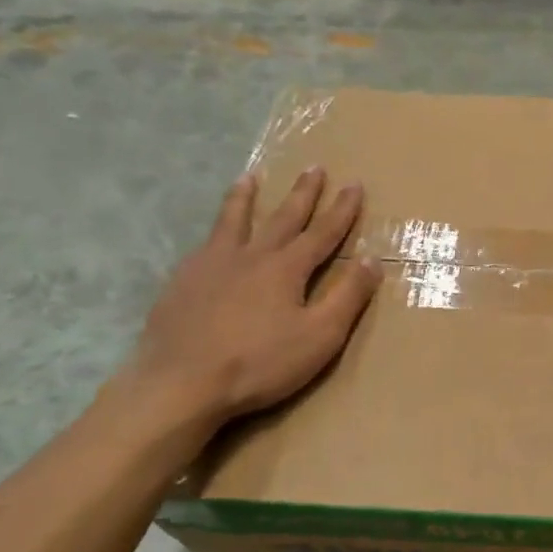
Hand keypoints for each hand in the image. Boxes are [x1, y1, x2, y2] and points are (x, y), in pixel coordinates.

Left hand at [126, 169, 381, 430]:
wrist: (179, 383)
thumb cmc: (259, 363)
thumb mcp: (320, 336)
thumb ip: (348, 296)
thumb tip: (373, 260)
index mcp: (287, 268)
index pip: (323, 232)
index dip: (342, 209)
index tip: (354, 184)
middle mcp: (251, 256)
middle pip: (282, 217)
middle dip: (303, 193)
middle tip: (314, 167)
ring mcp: (211, 266)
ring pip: (233, 221)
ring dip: (246, 198)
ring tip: (250, 177)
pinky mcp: (182, 282)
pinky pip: (205, 245)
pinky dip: (215, 231)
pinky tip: (212, 237)